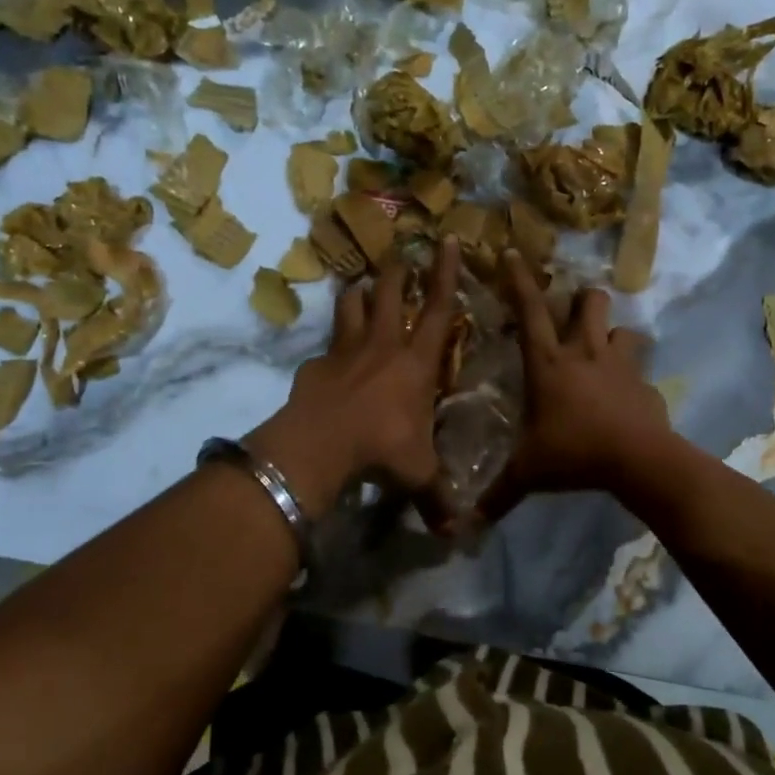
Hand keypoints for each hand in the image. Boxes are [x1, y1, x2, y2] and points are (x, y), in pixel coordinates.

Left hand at [245, 237, 460, 516]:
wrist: (321, 446)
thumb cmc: (383, 449)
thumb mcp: (418, 475)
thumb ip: (438, 499)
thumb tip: (459, 535)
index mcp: (417, 362)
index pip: (438, 308)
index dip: (445, 273)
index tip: (447, 240)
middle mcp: (383, 346)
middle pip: (390, 294)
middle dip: (397, 272)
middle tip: (399, 254)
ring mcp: (345, 351)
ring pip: (352, 307)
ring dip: (358, 294)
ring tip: (359, 285)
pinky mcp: (315, 366)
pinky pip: (325, 346)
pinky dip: (329, 346)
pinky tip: (326, 356)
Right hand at [478, 250, 670, 521]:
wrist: (637, 461)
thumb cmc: (574, 454)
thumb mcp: (528, 473)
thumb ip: (498, 494)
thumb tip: (466, 524)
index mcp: (548, 364)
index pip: (529, 311)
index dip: (519, 281)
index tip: (512, 253)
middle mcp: (585, 353)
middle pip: (589, 302)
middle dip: (582, 299)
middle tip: (574, 313)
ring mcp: (620, 365)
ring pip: (624, 329)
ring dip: (614, 335)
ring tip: (606, 352)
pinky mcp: (646, 384)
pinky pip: (641, 370)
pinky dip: (633, 377)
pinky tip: (628, 396)